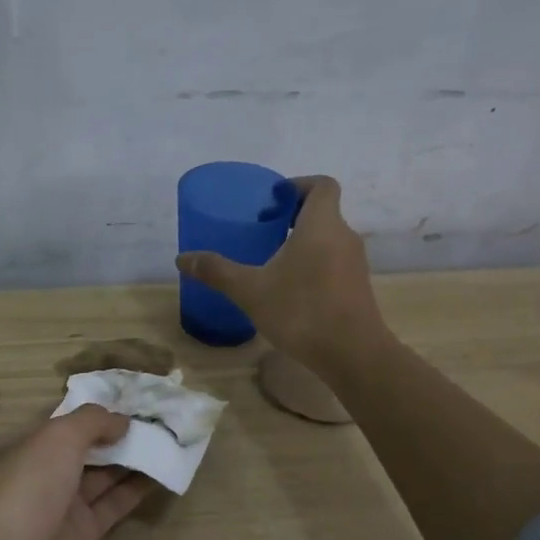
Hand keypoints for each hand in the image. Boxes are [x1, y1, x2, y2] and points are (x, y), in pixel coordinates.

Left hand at [0, 406, 152, 539]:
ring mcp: (61, 505)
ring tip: (166, 437)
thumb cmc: (27, 487)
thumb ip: (92, 421)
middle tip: (155, 415)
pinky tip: (163, 470)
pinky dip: (136, 488)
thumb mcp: (57, 437)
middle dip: (114, 432)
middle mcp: (39, 474)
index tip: (126, 396)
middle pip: (82, 447)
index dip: (90, 409)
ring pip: (101, 475)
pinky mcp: (83, 533)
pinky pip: (114, 503)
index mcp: (20, 446)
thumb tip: (121, 420)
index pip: (57, 420)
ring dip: (130, 457)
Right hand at [177, 175, 385, 375]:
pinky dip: (313, 265)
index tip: (272, 200)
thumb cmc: (301, 311)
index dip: (298, 184)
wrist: (352, 354)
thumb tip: (182, 258)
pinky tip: (291, 290)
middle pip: (323, 212)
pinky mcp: (357, 287)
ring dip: (303, 243)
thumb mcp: (250, 291)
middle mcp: (344, 236)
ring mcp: (355, 263)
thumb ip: (217, 271)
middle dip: (293, 216)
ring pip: (328, 239)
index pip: (322, 185)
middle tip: (263, 230)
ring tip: (272, 261)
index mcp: (322, 225)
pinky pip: (334, 262)